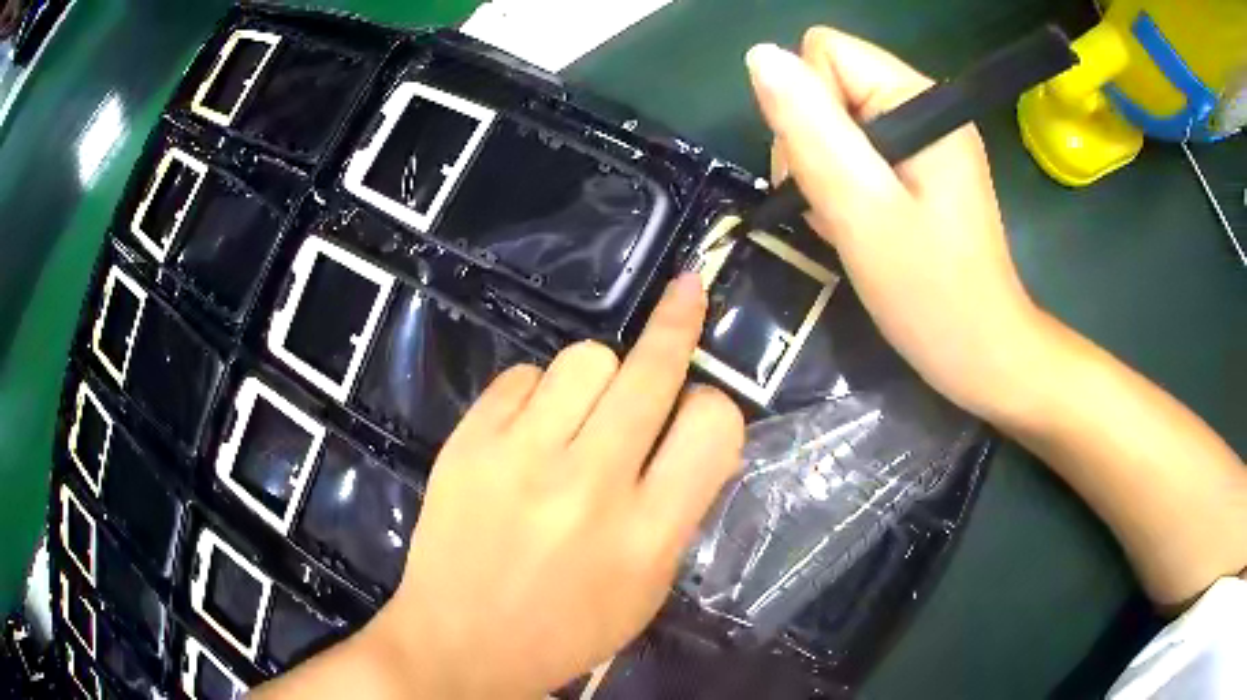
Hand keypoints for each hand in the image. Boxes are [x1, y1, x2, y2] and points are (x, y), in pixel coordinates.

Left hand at [366, 273, 743, 697]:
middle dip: (678, 322)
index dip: (715, 407)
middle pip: (650, 370)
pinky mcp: (469, 442)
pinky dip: (538, 394)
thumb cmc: (565, 631)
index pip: (713, 427)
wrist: (458, 644)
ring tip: (584, 411)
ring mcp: (521, 457)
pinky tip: (529, 430)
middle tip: (687, 292)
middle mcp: (589, 486)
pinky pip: (523, 376)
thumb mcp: (647, 589)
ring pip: (586, 357)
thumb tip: (696, 432)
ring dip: (599, 375)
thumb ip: (679, 509)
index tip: (701, 409)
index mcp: (645, 535)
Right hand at [746, 29, 1041, 421]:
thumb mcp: (863, 211)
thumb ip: (812, 129)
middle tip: (839, 206)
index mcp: (918, 101)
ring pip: (833, 121)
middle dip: (814, 143)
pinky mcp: (919, 168)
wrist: (985, 357)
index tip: (828, 172)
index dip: (808, 106)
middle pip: (827, 84)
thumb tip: (759, 57)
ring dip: (825, 170)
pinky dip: (843, 187)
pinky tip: (858, 225)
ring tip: (849, 222)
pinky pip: (854, 152)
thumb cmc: (932, 295)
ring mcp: (922, 139)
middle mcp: (922, 106)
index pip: (824, 53)